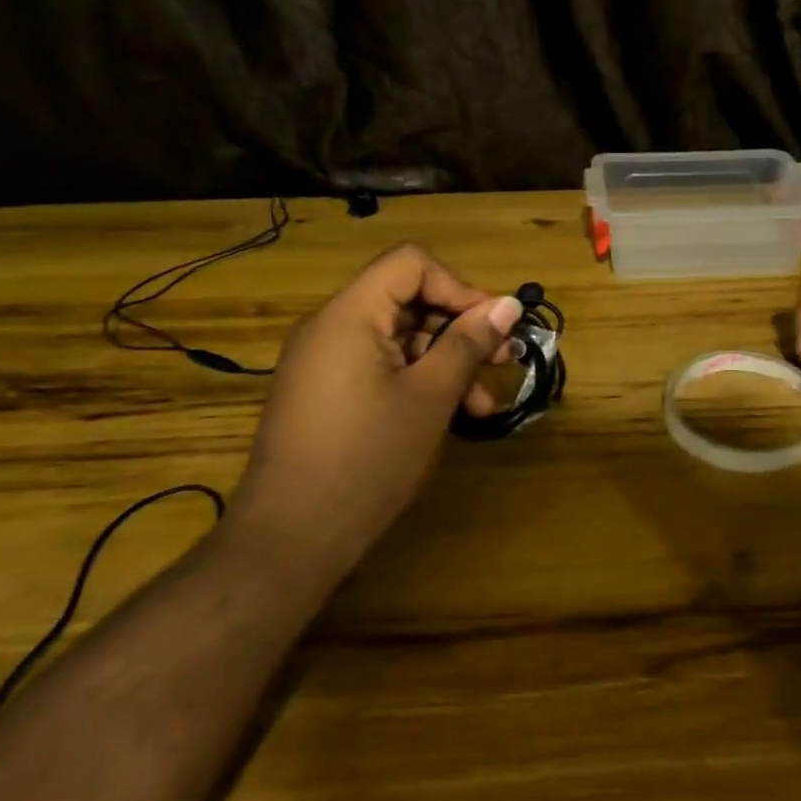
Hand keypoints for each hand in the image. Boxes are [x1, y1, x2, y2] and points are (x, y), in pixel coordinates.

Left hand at [222, 245, 523, 574]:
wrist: (292, 537)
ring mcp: (323, 363)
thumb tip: (509, 304)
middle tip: (503, 360)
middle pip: (406, 300)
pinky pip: (378, 368)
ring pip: (397, 340)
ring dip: (444, 362)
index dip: (458, 287)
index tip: (493, 327)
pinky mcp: (324, 394)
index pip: (410, 264)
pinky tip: (448, 416)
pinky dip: (416, 382)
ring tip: (483, 404)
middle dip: (459, 328)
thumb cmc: (368, 458)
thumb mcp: (431, 397)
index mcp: (349, 315)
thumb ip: (468, 343)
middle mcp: (330, 328)